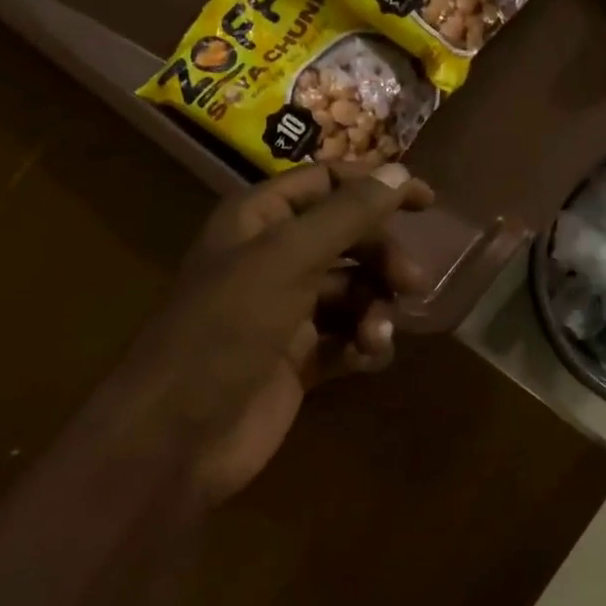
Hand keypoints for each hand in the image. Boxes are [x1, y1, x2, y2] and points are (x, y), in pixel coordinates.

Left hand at [117, 162, 432, 505]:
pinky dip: (363, 343)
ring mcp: (286, 311)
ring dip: (375, 307)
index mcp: (259, 220)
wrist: (178, 435)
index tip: (427, 202)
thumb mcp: (289, 258)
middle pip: (348, 239)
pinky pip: (347, 336)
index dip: (376, 186)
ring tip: (376, 334)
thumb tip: (399, 171)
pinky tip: (367, 356)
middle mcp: (273, 258)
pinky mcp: (298, 359)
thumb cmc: (228, 328)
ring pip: (353, 290)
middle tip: (412, 283)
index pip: (326, 183)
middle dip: (382, 258)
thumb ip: (347, 214)